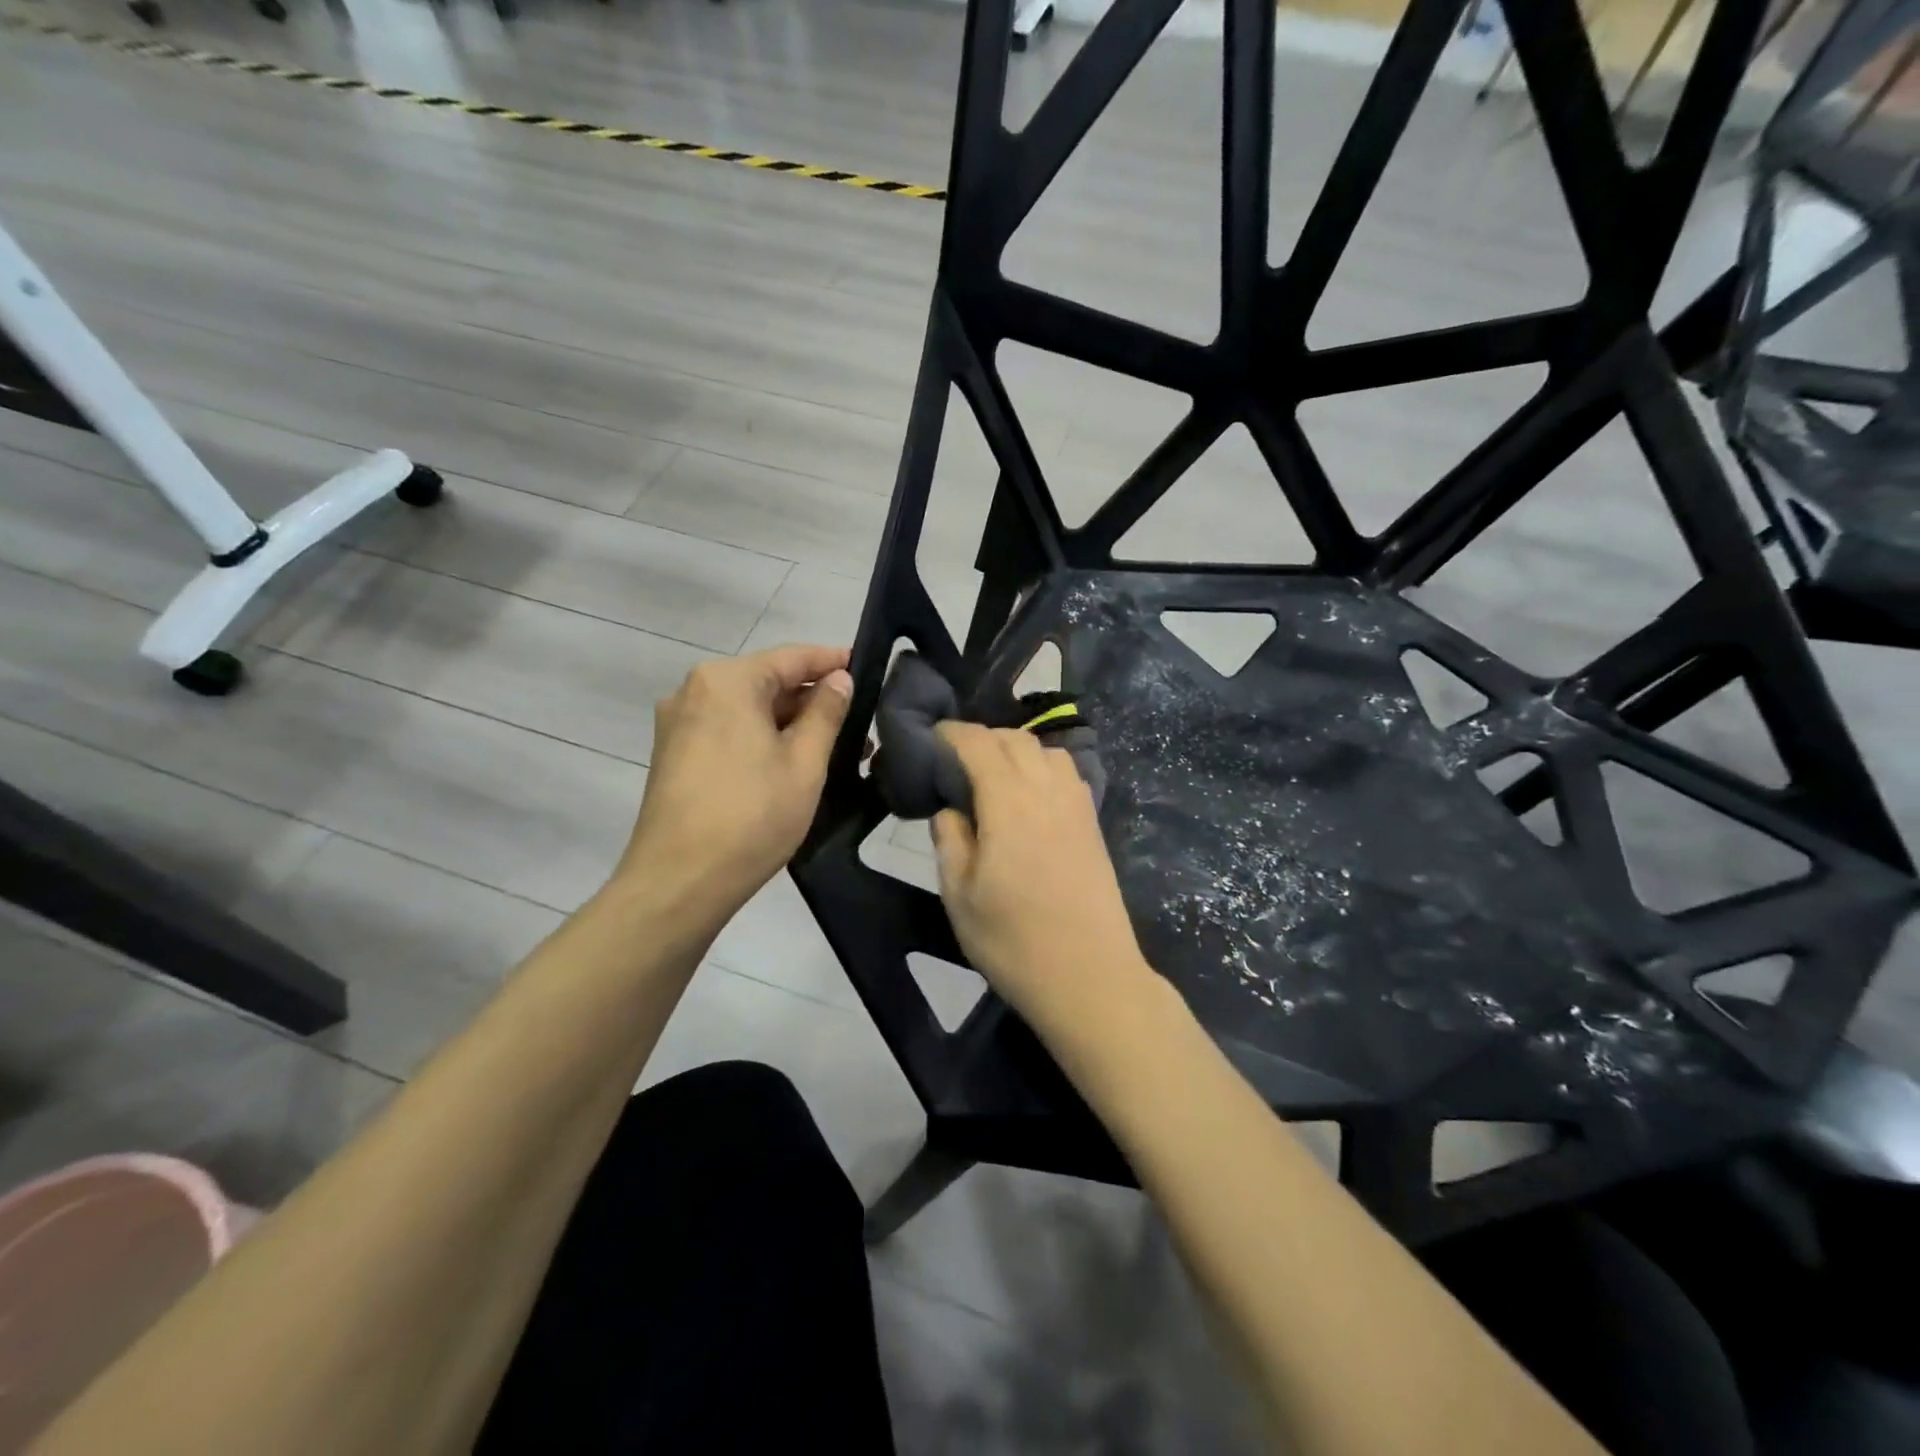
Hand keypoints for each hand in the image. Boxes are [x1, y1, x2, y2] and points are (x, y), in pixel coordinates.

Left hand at [619, 644, 852, 918]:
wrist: (679, 881)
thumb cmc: (752, 815)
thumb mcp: (804, 762)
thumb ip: (826, 712)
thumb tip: (839, 679)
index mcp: (727, 681)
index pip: (791, 657)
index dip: (832, 661)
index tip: (865, 668)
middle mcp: (695, 691)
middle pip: (766, 682)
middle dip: (812, 701)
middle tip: (859, 723)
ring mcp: (679, 724)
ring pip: (748, 710)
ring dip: (790, 724)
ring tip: (835, 750)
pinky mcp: (673, 754)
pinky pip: (728, 731)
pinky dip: (762, 739)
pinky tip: (792, 763)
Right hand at [931, 722, 1151, 1032]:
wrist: (1090, 978)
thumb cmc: (1014, 942)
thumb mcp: (960, 897)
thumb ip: (950, 841)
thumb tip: (950, 809)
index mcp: (1010, 804)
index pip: (979, 744)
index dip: (952, 734)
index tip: (932, 739)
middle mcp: (1047, 792)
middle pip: (1015, 739)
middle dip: (982, 738)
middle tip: (955, 763)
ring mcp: (1077, 806)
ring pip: (1046, 750)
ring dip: (1016, 750)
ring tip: (993, 777)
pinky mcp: (1093, 824)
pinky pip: (1067, 773)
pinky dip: (1042, 766)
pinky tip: (1029, 797)